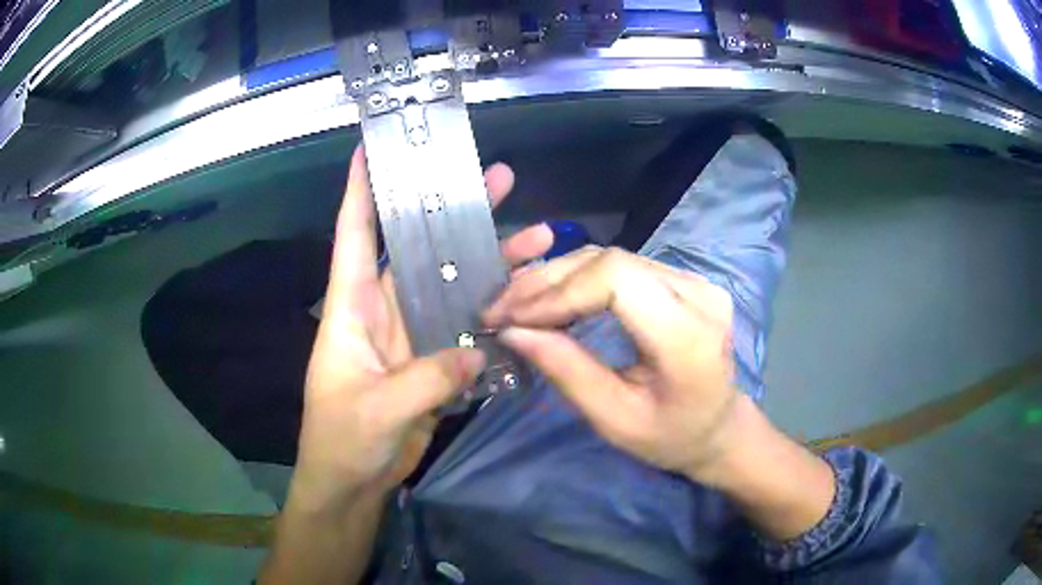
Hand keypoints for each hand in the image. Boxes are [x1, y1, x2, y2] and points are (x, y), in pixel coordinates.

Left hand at [293, 146, 552, 507]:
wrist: (352, 484)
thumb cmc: (342, 441)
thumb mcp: (377, 408)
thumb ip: (428, 376)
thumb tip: (477, 349)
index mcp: (351, 308)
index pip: (354, 235)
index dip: (361, 190)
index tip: (373, 150)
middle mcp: (381, 311)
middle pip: (419, 251)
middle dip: (455, 212)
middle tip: (496, 179)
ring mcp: (411, 336)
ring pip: (452, 287)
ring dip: (489, 262)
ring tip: (536, 234)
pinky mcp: (432, 363)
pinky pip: (467, 329)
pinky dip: (493, 315)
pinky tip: (527, 299)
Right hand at [484, 246, 740, 483]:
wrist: (718, 425)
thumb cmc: (671, 436)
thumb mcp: (614, 420)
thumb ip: (567, 372)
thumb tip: (514, 331)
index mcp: (689, 336)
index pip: (616, 280)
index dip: (558, 292)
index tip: (513, 318)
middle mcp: (698, 294)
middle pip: (610, 261)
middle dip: (546, 282)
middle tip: (500, 309)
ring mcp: (695, 280)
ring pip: (611, 257)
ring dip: (557, 276)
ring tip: (516, 303)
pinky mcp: (684, 278)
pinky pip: (622, 266)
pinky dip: (579, 278)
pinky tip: (551, 297)